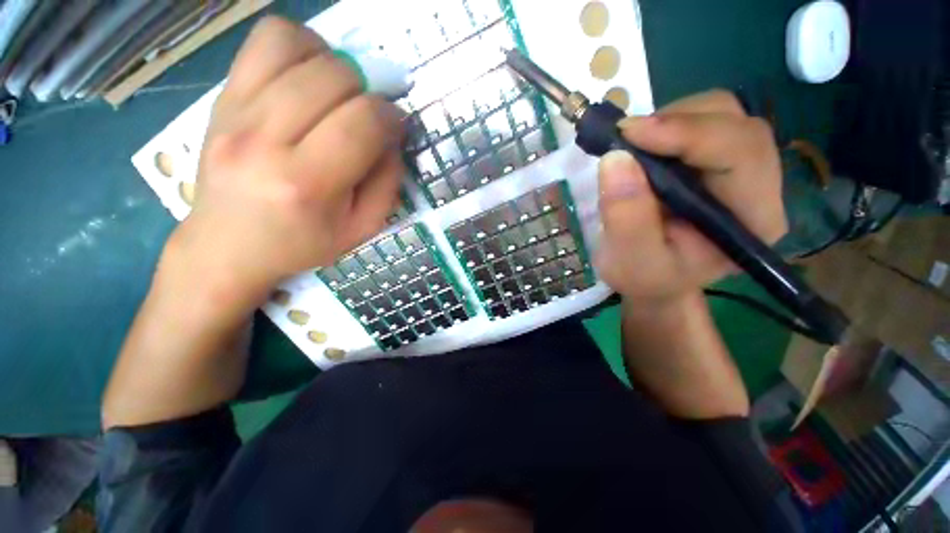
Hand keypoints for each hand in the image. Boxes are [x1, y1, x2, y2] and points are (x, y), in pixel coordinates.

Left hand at [167, 17, 404, 308]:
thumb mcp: (362, 228)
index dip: (391, 117)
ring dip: (335, 62)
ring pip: (297, 46)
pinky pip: (264, 41)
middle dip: (368, 91)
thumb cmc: (302, 243)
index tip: (396, 126)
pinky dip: (299, 45)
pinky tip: (308, 75)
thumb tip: (392, 137)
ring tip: (339, 92)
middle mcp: (265, 140)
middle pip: (333, 78)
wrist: (227, 245)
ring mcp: (235, 112)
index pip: (362, 124)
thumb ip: (388, 184)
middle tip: (368, 116)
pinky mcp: (221, 97)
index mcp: (307, 184)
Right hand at [596, 90, 786, 307]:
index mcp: (752, 219)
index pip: (741, 153)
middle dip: (677, 122)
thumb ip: (626, 217)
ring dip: (670, 121)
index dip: (688, 133)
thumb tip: (615, 158)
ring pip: (721, 114)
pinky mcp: (719, 160)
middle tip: (625, 138)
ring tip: (633, 147)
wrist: (654, 278)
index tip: (630, 133)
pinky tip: (644, 148)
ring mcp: (742, 168)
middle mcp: (760, 186)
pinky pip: (703, 122)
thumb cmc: (646, 277)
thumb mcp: (630, 260)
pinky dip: (667, 126)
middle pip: (735, 123)